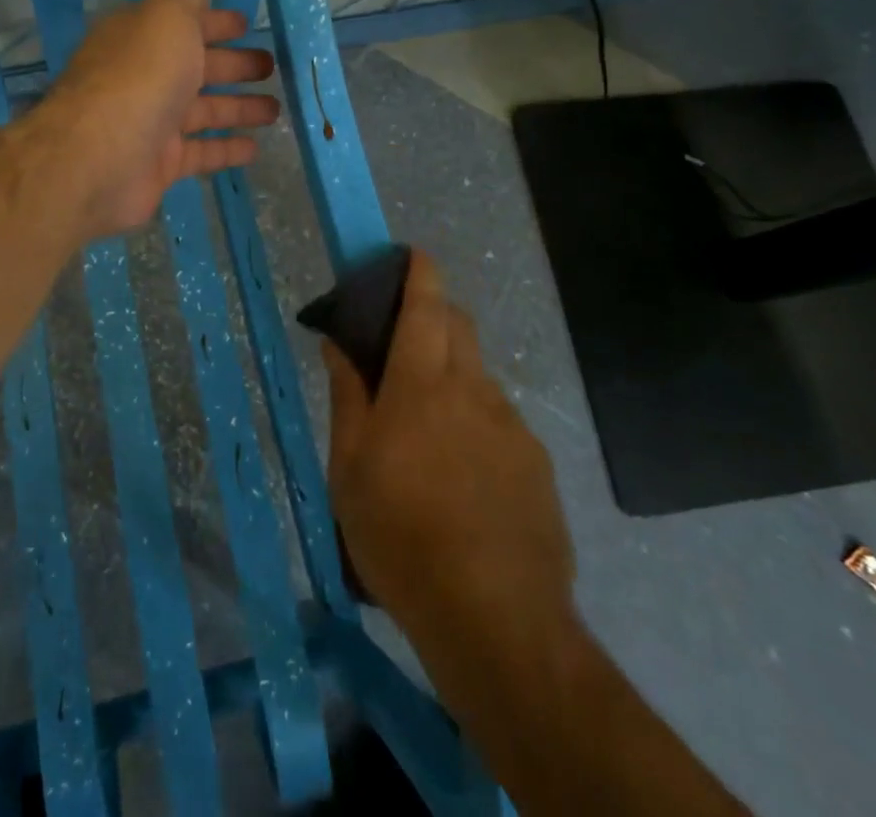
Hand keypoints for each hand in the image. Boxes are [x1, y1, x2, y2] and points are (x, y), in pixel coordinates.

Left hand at [42, 0, 278, 238]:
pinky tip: (255, 148)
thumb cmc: (141, 75)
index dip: (215, 21)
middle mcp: (144, 76)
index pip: (183, 22)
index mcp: (142, 36)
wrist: (100, 157)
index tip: (248, 24)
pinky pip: (200, 152)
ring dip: (238, 107)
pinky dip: (226, 148)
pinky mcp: (160, 163)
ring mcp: (151, 121)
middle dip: (234, 64)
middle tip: (272, 65)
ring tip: (276, 109)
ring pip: (203, 110)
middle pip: (196, 66)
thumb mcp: (168, 15)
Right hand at [323, 250, 575, 647]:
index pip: (426, 305)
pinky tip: (461, 475)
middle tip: (400, 345)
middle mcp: (474, 390)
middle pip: (459, 326)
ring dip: (450, 375)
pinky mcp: (536, 462)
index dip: (420, 271)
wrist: (495, 621)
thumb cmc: (400, 537)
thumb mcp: (349, 468)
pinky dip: (474, 420)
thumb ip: (348, 395)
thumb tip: (340, 342)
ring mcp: (512, 426)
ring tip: (426, 432)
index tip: (412, 254)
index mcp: (423, 384)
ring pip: (478, 375)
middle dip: (433, 314)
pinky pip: (498, 420)